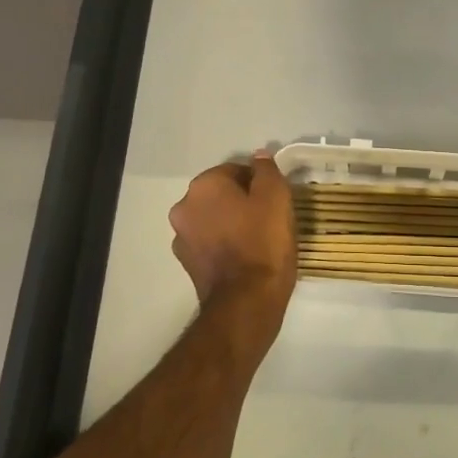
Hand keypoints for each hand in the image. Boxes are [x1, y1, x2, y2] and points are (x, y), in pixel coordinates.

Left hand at [169, 151, 296, 328]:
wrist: (247, 301)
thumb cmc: (263, 241)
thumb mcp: (276, 196)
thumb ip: (266, 170)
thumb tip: (258, 156)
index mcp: (204, 186)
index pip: (235, 170)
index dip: (258, 182)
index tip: (275, 198)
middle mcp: (184, 207)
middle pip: (221, 194)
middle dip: (242, 200)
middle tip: (269, 216)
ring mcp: (181, 238)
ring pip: (214, 218)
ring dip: (231, 222)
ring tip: (259, 238)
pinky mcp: (187, 264)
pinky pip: (210, 242)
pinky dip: (224, 243)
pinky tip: (246, 255)